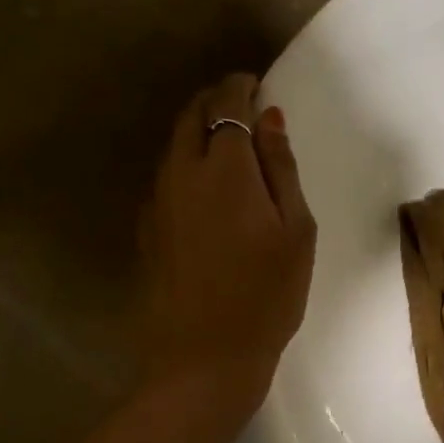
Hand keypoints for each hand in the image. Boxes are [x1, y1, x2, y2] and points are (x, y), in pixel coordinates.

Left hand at [139, 73, 316, 436]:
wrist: (204, 360)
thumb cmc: (267, 296)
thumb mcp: (295, 231)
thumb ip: (281, 169)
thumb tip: (269, 120)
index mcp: (225, 170)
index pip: (226, 105)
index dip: (240, 86)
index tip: (255, 82)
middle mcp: (182, 174)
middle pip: (190, 116)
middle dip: (214, 100)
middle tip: (241, 104)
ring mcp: (158, 202)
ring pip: (173, 146)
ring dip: (198, 130)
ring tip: (227, 141)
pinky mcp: (148, 229)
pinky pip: (166, 176)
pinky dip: (186, 162)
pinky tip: (206, 186)